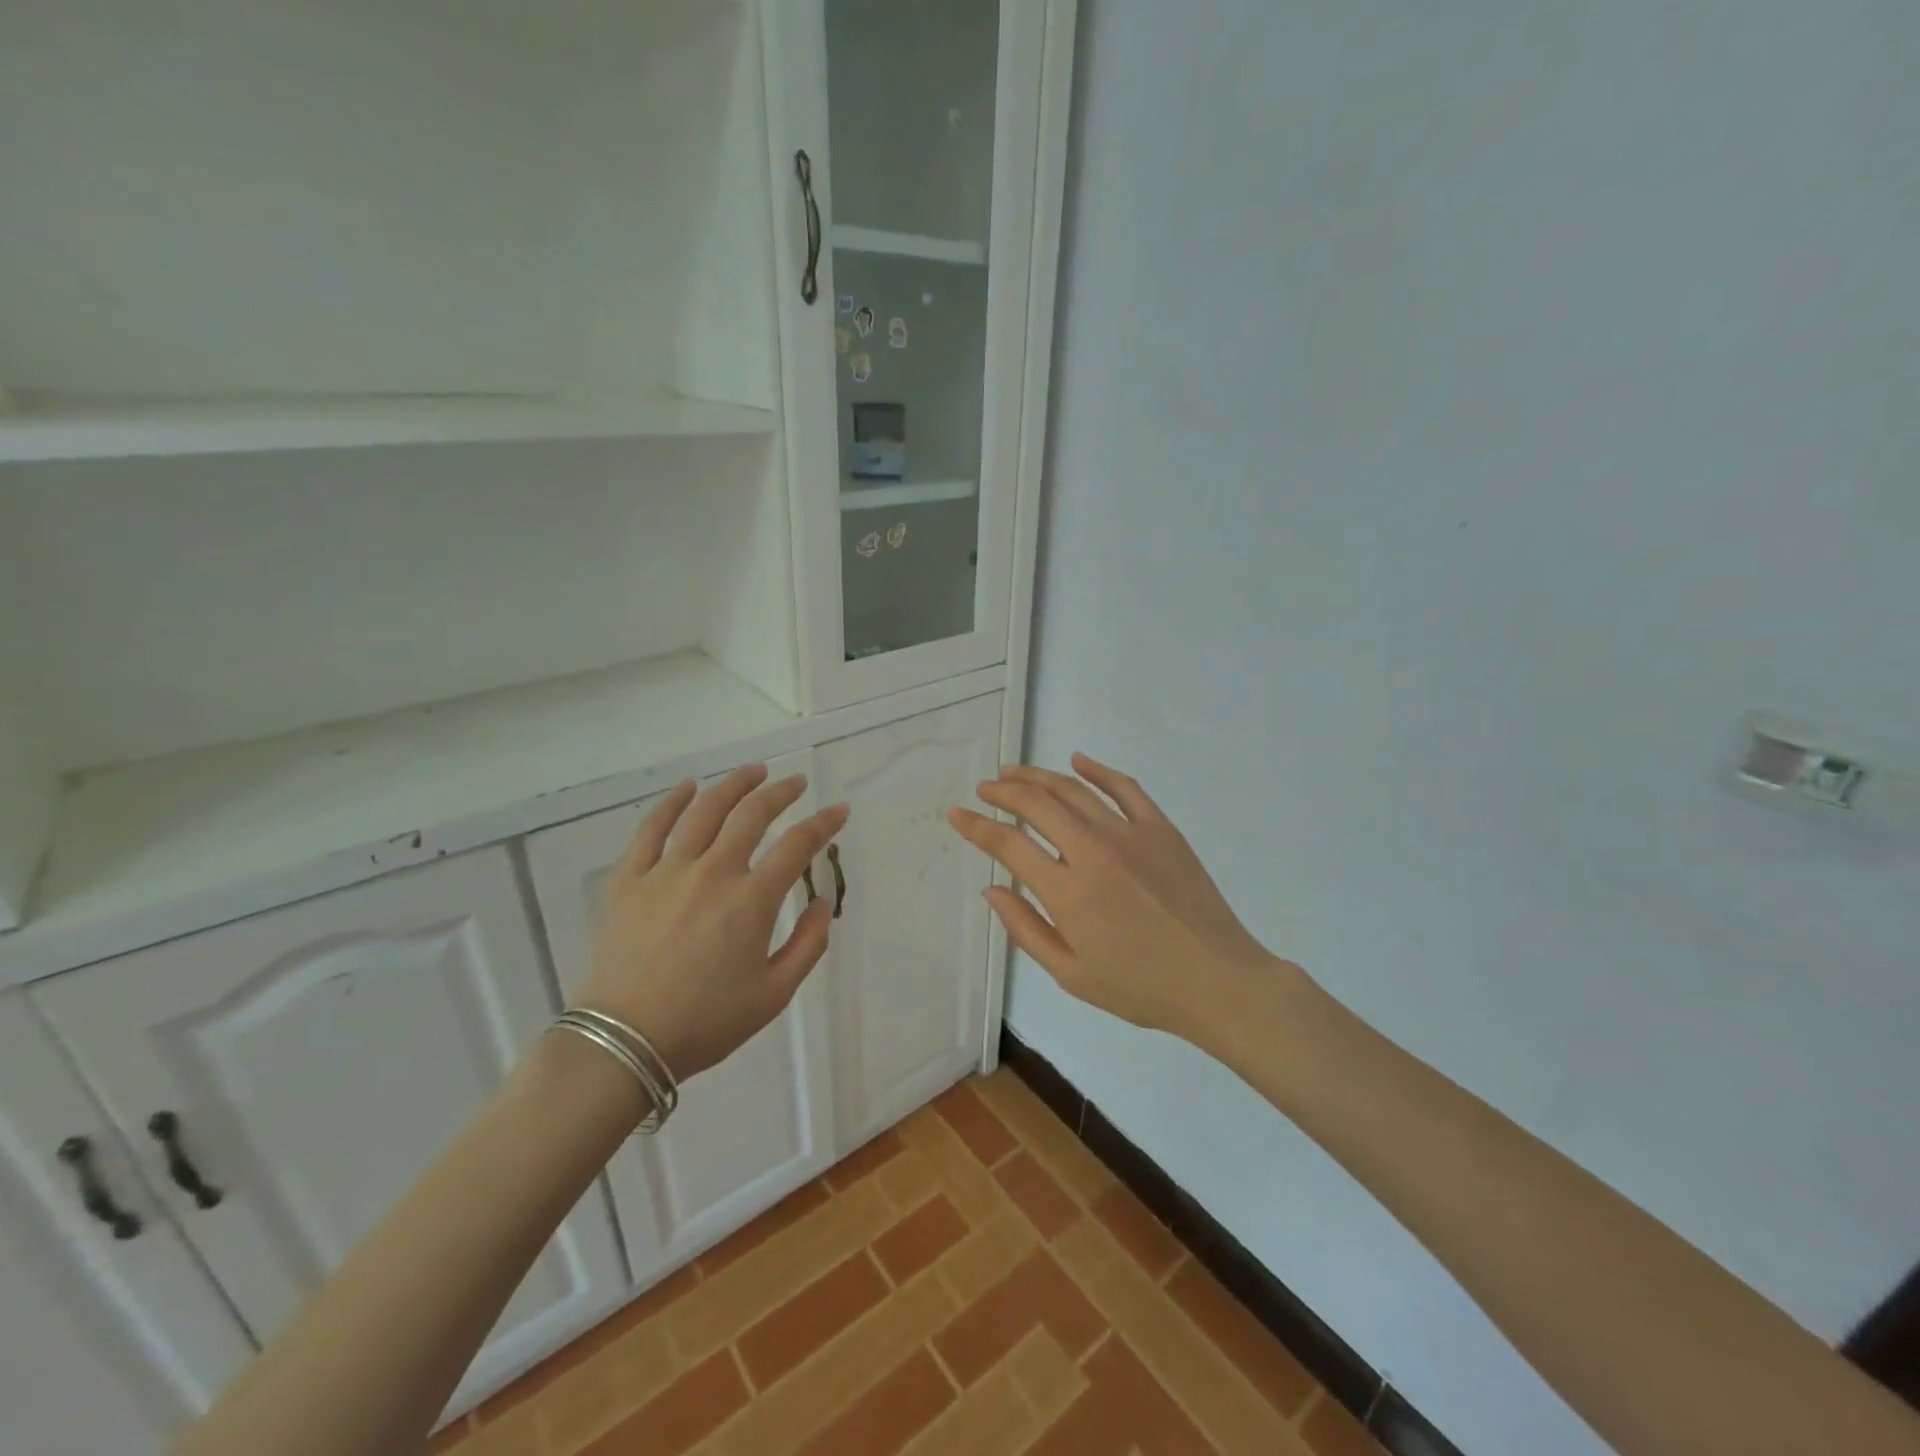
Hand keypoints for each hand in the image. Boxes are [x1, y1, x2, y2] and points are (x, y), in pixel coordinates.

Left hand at [576, 765, 849, 1082]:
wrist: (624, 1043)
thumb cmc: (706, 1022)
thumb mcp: (774, 994)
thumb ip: (808, 944)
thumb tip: (822, 902)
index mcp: (751, 901)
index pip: (798, 845)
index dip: (823, 823)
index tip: (839, 810)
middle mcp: (713, 872)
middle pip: (752, 814)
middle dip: (780, 792)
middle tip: (795, 782)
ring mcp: (667, 871)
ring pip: (704, 810)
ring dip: (733, 785)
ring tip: (753, 772)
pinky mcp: (630, 879)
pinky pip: (651, 828)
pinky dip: (671, 802)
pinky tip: (688, 788)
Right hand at [947, 753, 1303, 1050]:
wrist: (1217, 981)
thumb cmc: (1140, 987)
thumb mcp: (1071, 974)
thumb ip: (1026, 929)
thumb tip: (992, 889)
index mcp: (1068, 892)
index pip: (1009, 845)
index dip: (977, 827)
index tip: (957, 814)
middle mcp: (1094, 852)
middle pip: (1037, 805)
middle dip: (1003, 792)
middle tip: (985, 788)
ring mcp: (1130, 834)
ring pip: (1074, 789)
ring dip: (1038, 776)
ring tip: (1014, 773)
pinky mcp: (1161, 828)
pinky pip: (1124, 787)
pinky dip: (1097, 769)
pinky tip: (1077, 760)